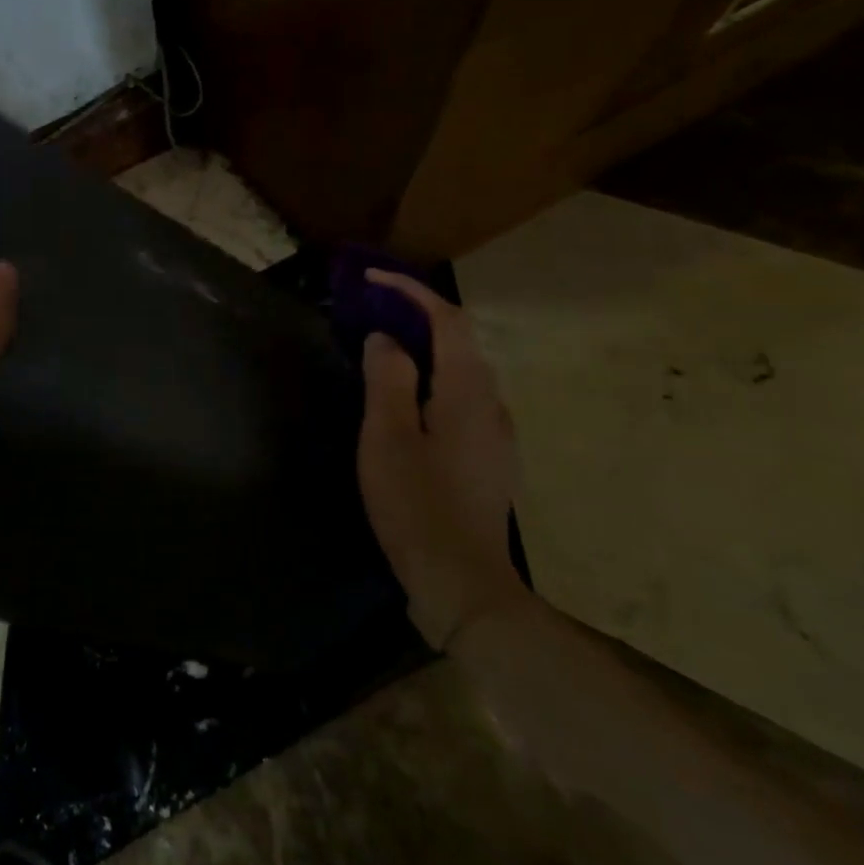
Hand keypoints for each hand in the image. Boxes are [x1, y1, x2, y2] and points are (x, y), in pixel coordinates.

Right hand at [358, 270, 528, 648]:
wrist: (462, 583)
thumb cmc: (418, 504)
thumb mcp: (388, 437)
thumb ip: (389, 379)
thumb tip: (388, 340)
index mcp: (469, 393)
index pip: (448, 320)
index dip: (411, 292)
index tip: (370, 281)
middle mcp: (492, 406)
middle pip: (459, 342)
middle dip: (415, 316)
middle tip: (368, 314)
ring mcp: (495, 435)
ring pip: (460, 373)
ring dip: (422, 349)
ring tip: (379, 350)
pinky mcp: (487, 459)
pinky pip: (459, 400)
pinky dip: (430, 380)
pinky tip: (403, 402)